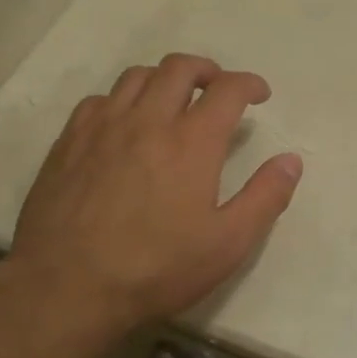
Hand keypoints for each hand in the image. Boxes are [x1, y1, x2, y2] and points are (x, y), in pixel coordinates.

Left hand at [7, 54, 302, 332]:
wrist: (65, 288)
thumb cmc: (156, 269)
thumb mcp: (228, 244)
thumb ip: (265, 197)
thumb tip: (291, 160)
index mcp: (192, 142)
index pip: (227, 89)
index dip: (249, 84)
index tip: (259, 94)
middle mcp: (148, 120)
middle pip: (180, 68)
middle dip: (207, 70)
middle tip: (218, 89)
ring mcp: (103, 128)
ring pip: (137, 76)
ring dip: (164, 79)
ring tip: (173, 100)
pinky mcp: (69, 143)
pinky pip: (99, 100)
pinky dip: (123, 100)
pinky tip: (124, 124)